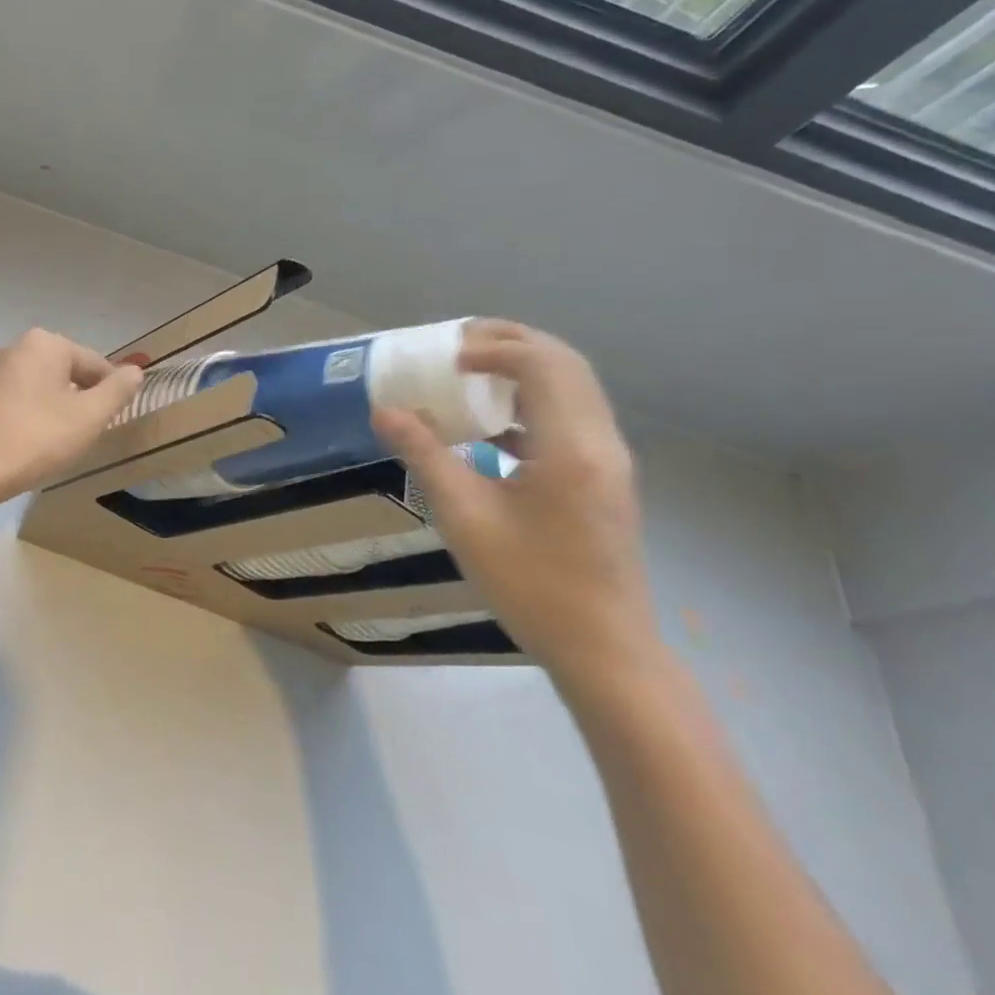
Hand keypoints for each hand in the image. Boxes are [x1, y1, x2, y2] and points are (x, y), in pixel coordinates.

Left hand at [0, 329, 143, 510]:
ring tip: (57, 443)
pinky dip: (28, 417)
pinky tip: (28, 444)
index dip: (110, 392)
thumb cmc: (36, 439)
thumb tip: (135, 371)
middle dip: (79, 400)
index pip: (94, 364)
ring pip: (38, 387)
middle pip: (64, 372)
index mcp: (44, 343)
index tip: (112, 420)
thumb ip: (117, 391)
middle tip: (85, 434)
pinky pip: (14, 401)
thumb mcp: (89, 417)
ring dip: (53, 409)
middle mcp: (14, 347)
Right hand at [373, 321, 657, 686]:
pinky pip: (572, 415)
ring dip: (524, 370)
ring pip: (573, 387)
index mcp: (570, 445)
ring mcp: (609, 460)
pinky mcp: (605, 478)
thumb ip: (425, 454)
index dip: (491, 349)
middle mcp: (600, 441)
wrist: (604, 650)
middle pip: (565, 363)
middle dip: (510, 344)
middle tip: (457, 348)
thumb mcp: (464, 517)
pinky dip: (533, 402)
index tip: (445, 361)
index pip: (540, 363)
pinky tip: (492, 429)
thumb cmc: (531, 583)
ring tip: (471, 376)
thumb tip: (384, 411)